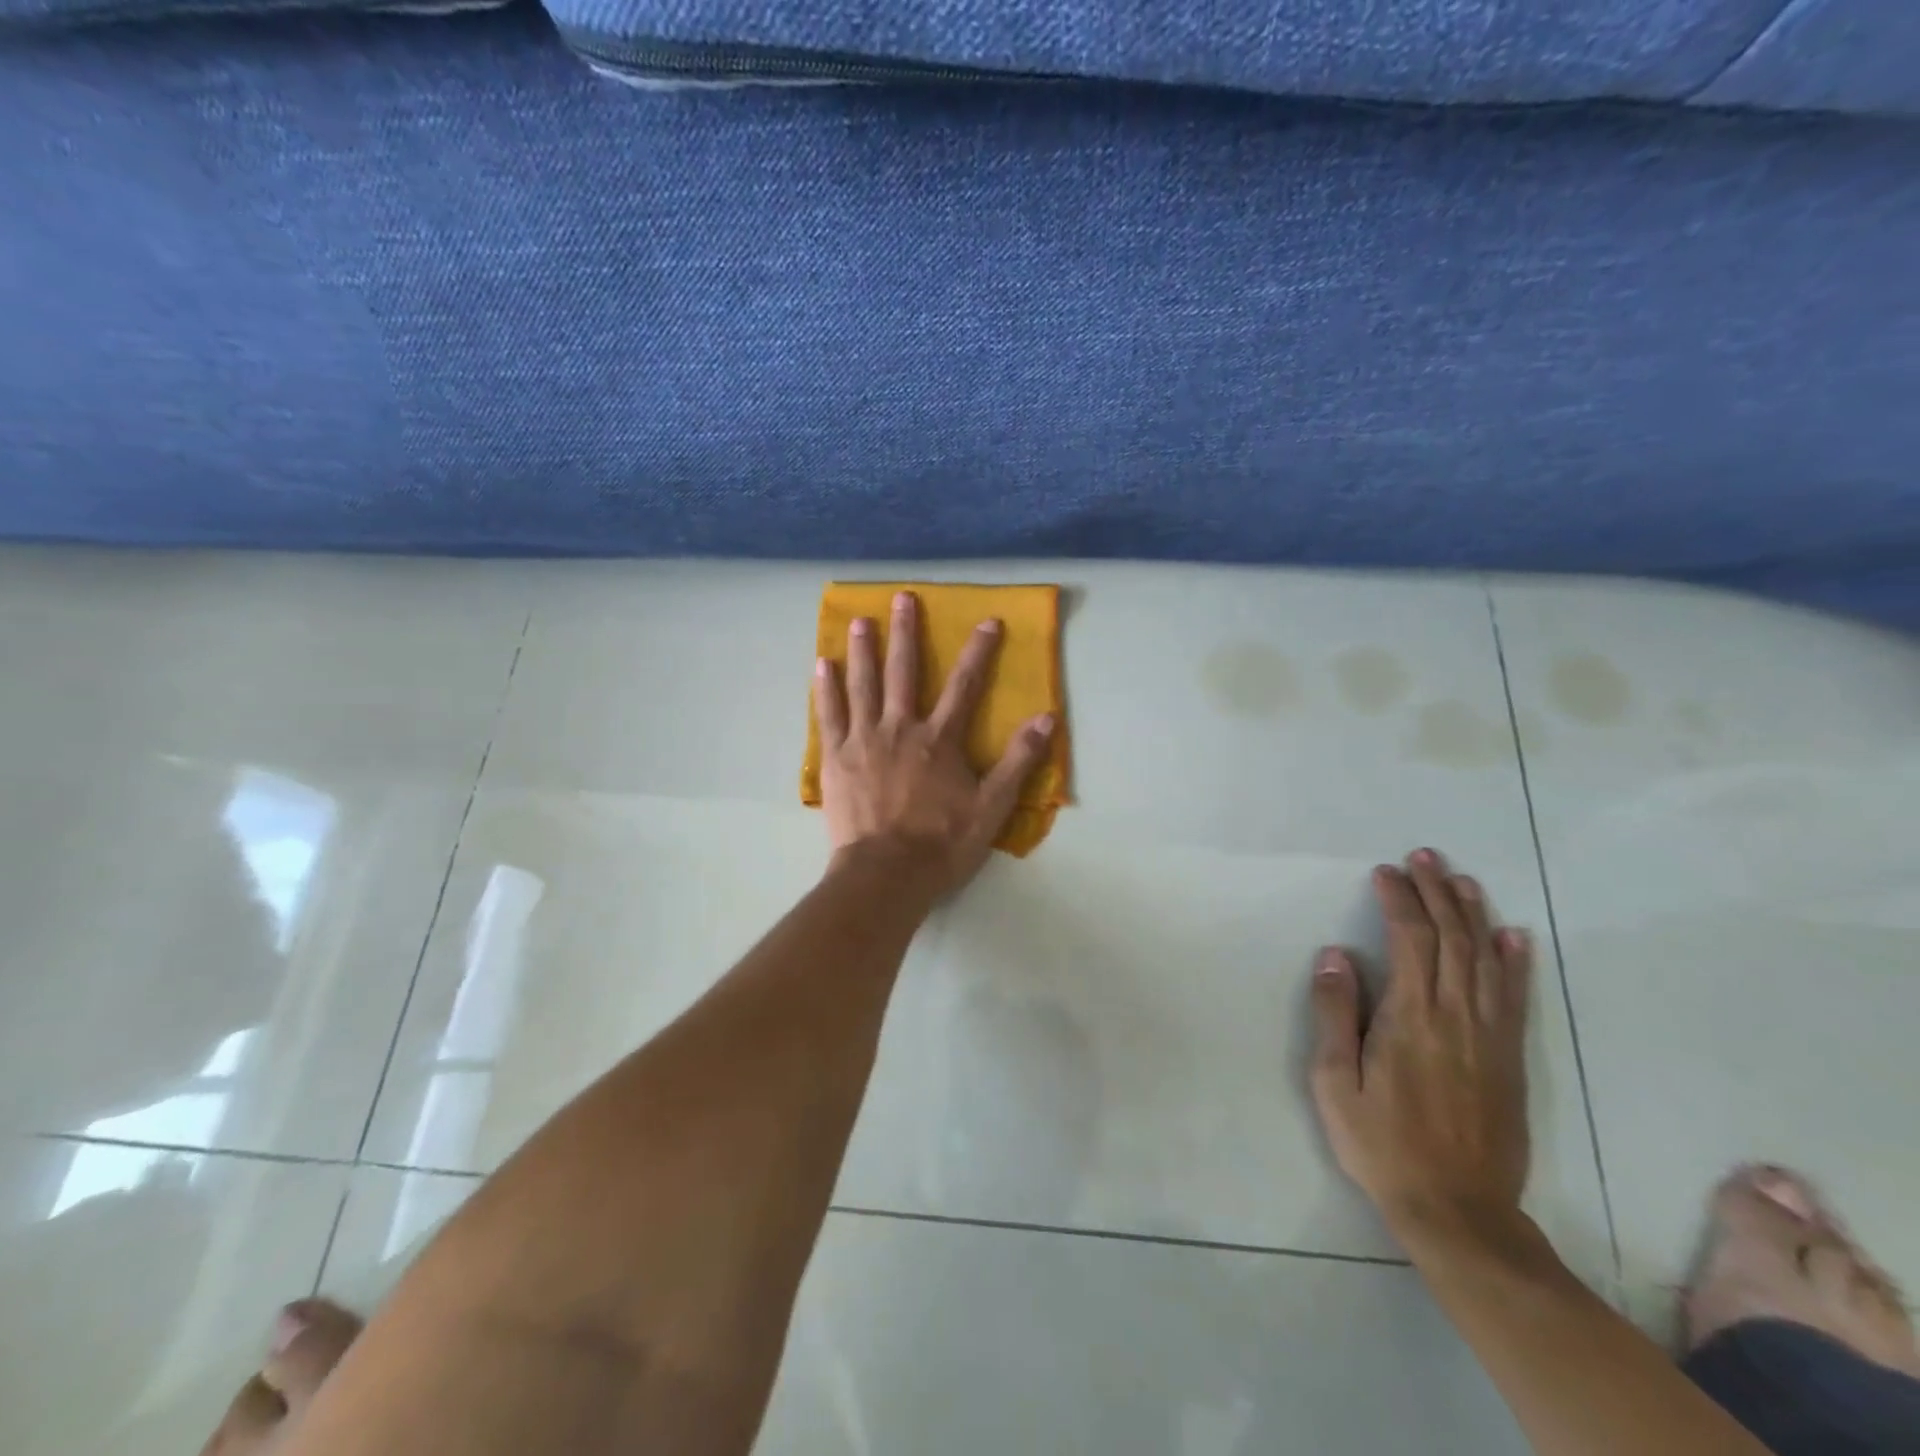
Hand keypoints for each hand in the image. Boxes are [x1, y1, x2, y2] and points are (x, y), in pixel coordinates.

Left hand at [814, 591, 1054, 896]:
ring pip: (862, 685)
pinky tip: (821, 665)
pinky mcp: (835, 759)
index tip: (988, 621)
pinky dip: (826, 688)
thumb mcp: (992, 807)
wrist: (886, 874)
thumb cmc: (941, 843)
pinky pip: (829, 715)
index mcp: (939, 740)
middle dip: (906, 633)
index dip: (979, 651)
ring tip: (859, 620)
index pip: (965, 686)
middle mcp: (900, 728)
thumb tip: (1046, 718)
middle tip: (902, 598)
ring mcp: (863, 741)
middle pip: (903, 672)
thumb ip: (1018, 761)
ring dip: (862, 650)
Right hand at [1310, 848, 1532, 1240]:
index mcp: (1411, 1018)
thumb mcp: (1335, 1082)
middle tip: (1422, 856)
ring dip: (1472, 913)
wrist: (1458, 1210)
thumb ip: (1336, 1014)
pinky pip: (1514, 997)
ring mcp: (1489, 1036)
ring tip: (1459, 878)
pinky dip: (1514, 960)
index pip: (1410, 940)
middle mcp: (1456, 1016)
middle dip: (1435, 892)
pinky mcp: (1509, 1058)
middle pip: (1451, 938)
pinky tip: (1512, 934)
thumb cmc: (1381, 1143)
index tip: (1384, 871)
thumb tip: (1335, 955)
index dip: (1399, 899)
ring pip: (1485, 958)